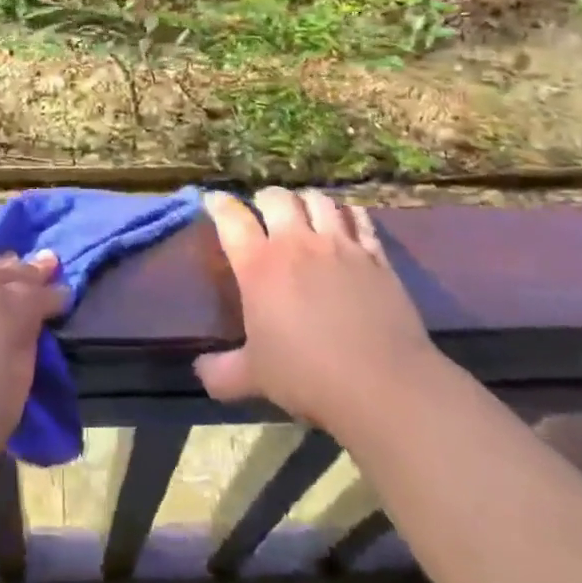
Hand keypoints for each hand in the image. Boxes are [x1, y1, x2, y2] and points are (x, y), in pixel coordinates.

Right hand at [195, 188, 437, 435]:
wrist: (381, 384)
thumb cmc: (307, 376)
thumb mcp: (254, 377)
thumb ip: (221, 371)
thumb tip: (200, 371)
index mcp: (258, 265)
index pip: (231, 218)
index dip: (219, 204)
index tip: (214, 201)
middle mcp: (296, 244)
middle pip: (276, 197)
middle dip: (266, 199)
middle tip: (264, 212)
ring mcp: (339, 245)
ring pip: (318, 200)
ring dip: (306, 202)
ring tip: (304, 213)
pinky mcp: (375, 256)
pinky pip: (359, 218)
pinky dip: (348, 214)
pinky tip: (346, 222)